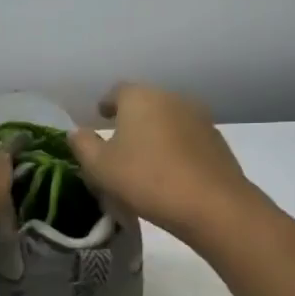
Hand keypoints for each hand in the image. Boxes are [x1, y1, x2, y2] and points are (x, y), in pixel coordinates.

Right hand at [69, 82, 258, 245]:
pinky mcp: (217, 140)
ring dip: (155, 133)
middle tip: (119, 141)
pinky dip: (175, 147)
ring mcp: (199, 117)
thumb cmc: (146, 179)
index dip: (107, 104)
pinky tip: (170, 170)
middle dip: (132, 118)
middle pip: (146, 103)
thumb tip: (77, 132)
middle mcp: (171, 98)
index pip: (117, 91)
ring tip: (145, 158)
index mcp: (140, 98)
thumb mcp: (100, 167)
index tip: (100, 117)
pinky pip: (187, 138)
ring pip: (168, 119)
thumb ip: (83, 145)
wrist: (212, 204)